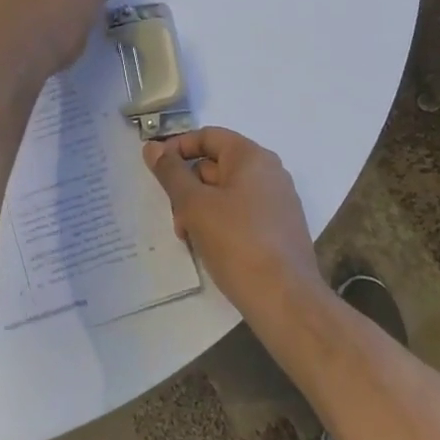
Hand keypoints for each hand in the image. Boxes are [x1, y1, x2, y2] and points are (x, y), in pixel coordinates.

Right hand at [144, 128, 325, 314]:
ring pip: (227, 192)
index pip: (207, 137)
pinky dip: (220, 222)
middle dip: (188, 186)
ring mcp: (277, 202)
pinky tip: (209, 247)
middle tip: (174, 214)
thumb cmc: (237, 243)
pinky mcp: (280, 229)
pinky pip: (242, 212)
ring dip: (201, 208)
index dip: (178, 148)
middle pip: (216, 165)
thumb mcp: (194, 205)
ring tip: (189, 236)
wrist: (286, 302)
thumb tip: (152, 148)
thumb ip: (171, 173)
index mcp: (251, 156)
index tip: (156, 170)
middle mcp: (269, 172)